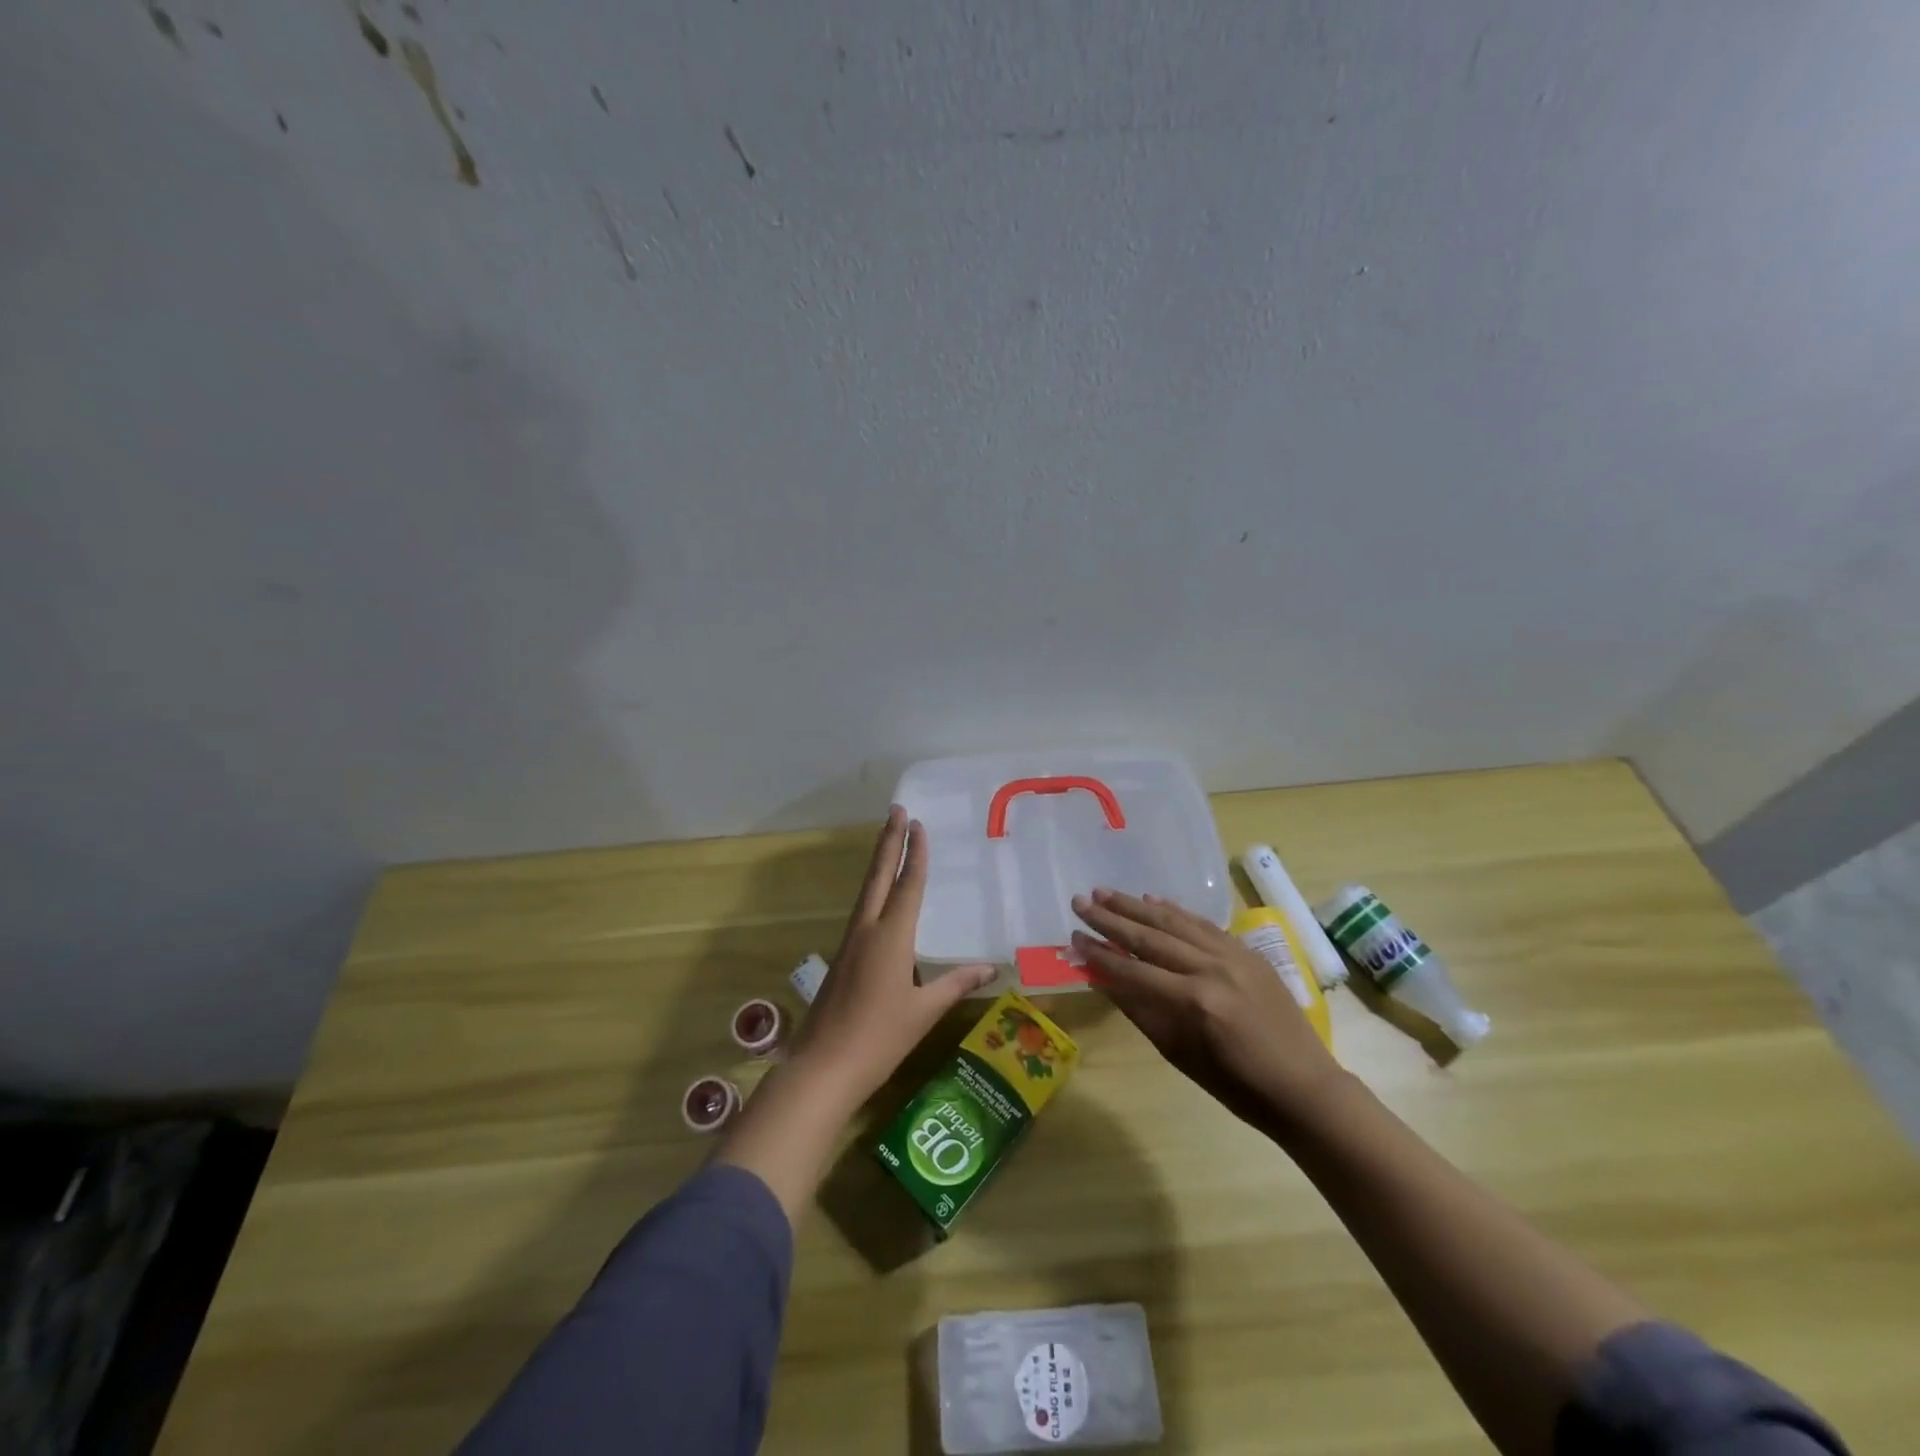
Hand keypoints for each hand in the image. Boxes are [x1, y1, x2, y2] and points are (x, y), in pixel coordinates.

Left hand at [789, 806, 993, 1108]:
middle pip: (878, 876)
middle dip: (888, 841)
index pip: (907, 885)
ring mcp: (850, 943)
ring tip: (887, 842)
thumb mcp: (924, 1012)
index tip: (917, 824)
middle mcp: (867, 930)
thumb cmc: (879, 1038)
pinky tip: (878, 899)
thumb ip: (955, 985)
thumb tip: (989, 969)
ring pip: (866, 892)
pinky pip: (861, 912)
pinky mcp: (842, 959)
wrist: (822, 1067)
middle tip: (895, 810)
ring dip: (878, 863)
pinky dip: (873, 891)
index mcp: (891, 937)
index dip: (914, 854)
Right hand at [1071, 888, 1345, 1134]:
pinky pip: (1204, 924)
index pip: (1133, 969)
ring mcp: (1233, 955)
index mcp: (1193, 1001)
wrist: (1304, 1087)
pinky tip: (1153, 899)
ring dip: (1137, 905)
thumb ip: (1140, 1011)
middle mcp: (1211, 968)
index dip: (1099, 953)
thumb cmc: (1237, 1086)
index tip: (1073, 936)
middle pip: (1150, 937)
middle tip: (1080, 901)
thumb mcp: (1180, 1054)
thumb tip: (1102, 979)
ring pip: (1175, 922)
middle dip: (1111, 918)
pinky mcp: (1248, 950)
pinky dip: (1176, 911)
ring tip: (1105, 892)